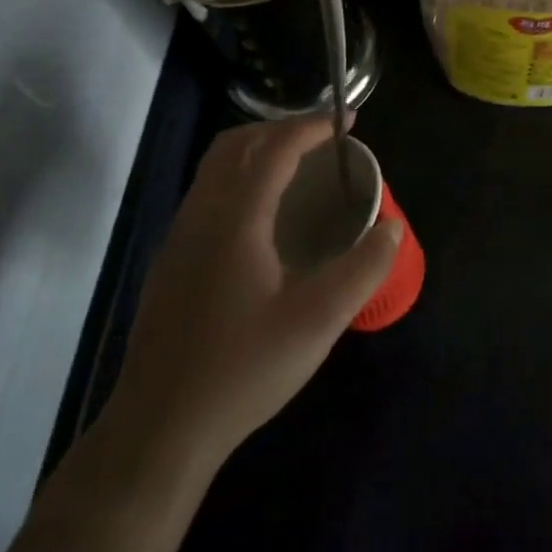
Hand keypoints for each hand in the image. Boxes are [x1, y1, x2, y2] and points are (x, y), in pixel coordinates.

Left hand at [108, 116, 401, 475]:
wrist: (159, 429)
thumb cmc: (242, 370)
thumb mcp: (317, 322)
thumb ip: (362, 270)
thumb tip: (392, 228)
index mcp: (236, 219)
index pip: (274, 149)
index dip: (311, 127)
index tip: (347, 122)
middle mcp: (201, 215)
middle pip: (235, 145)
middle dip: (280, 129)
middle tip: (321, 140)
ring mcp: (179, 238)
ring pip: (214, 168)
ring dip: (255, 151)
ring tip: (296, 168)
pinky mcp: (171, 262)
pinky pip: (206, 193)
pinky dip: (238, 178)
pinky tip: (261, 216)